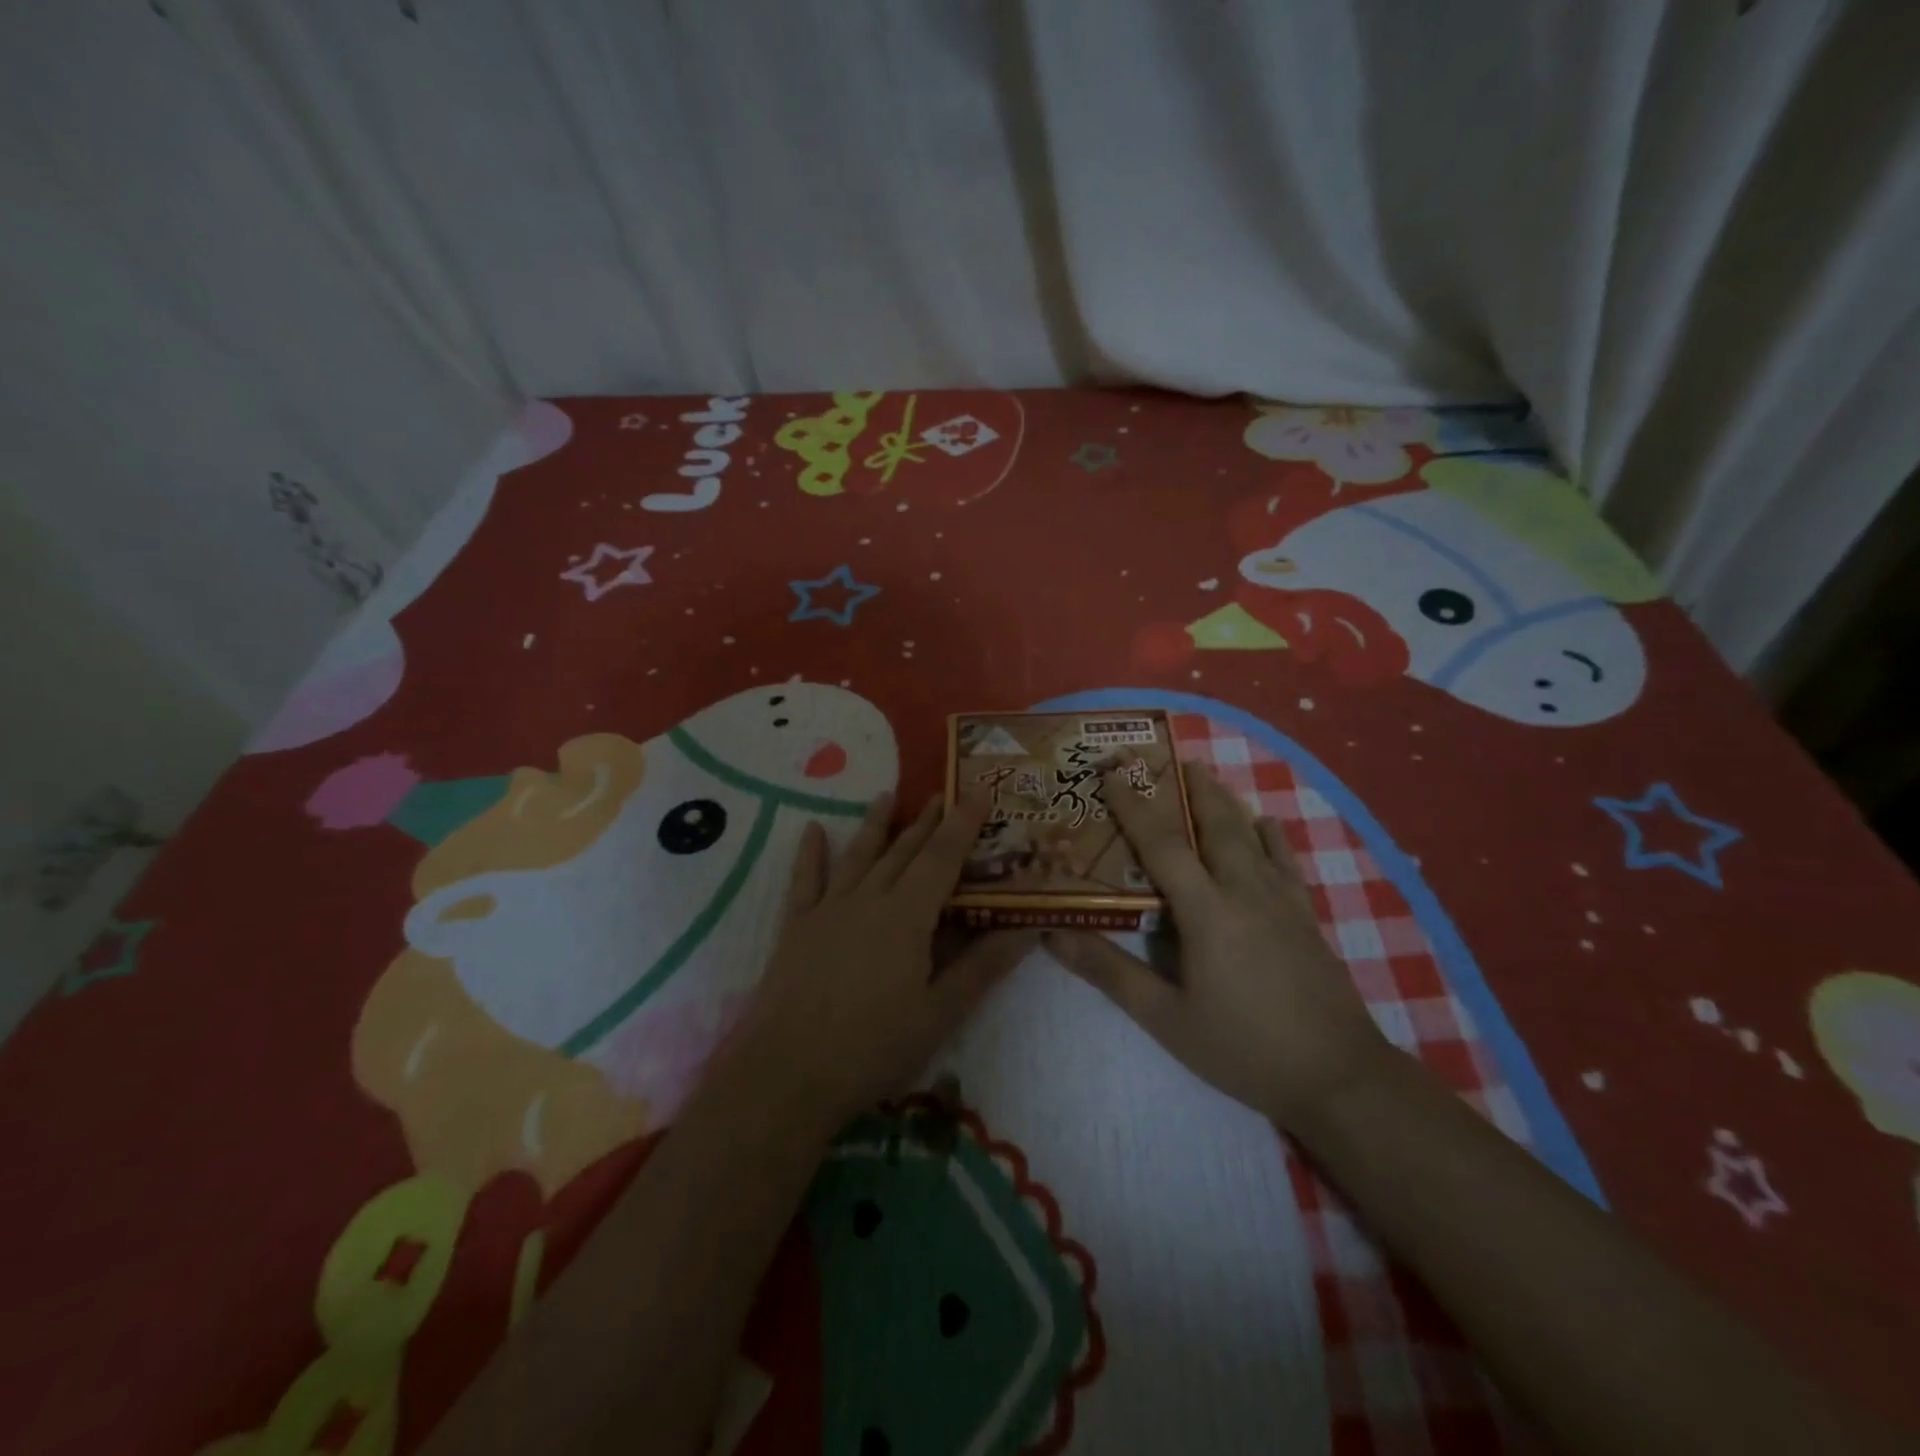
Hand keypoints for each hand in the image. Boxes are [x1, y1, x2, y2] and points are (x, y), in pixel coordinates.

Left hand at [727, 791, 1035, 1127]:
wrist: (789, 1073)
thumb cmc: (874, 1048)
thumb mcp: (940, 1013)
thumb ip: (982, 967)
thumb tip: (1026, 930)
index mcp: (908, 916)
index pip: (943, 858)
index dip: (962, 824)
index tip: (978, 792)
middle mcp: (869, 899)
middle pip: (903, 851)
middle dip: (926, 821)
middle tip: (942, 793)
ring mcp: (828, 910)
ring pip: (858, 855)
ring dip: (875, 824)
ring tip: (886, 796)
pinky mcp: (797, 927)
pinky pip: (805, 880)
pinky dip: (810, 853)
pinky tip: (812, 830)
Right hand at [1045, 761, 1390, 1126]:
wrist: (1337, 1075)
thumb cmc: (1242, 1047)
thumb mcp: (1165, 1017)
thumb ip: (1109, 971)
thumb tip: (1054, 934)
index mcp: (1206, 910)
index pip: (1162, 843)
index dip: (1133, 805)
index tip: (1111, 772)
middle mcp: (1244, 890)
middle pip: (1214, 823)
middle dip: (1189, 786)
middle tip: (1168, 756)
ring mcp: (1282, 900)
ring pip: (1250, 834)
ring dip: (1225, 800)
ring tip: (1206, 774)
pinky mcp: (1306, 916)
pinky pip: (1285, 860)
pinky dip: (1270, 835)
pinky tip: (1265, 823)